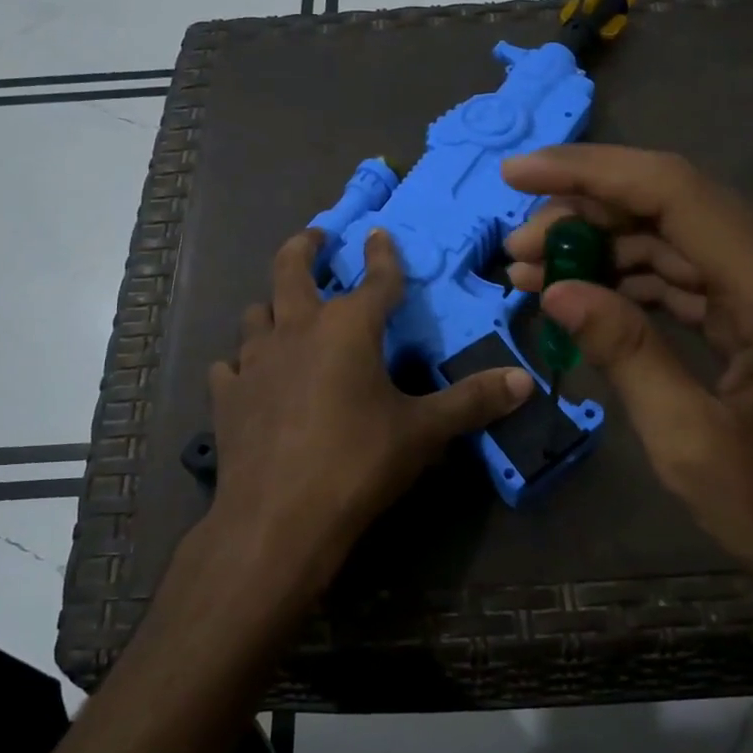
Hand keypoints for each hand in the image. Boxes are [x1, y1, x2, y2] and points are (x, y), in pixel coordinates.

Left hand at [200, 226, 533, 614]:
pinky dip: (241, 363)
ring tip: (283, 310)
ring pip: (256, 313)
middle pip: (291, 269)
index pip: (375, 279)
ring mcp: (254, 361)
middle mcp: (296, 330)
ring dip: (272, 305)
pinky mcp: (226, 396)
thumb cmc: (358, 463)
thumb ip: (473, 401)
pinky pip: (230, 366)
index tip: (378, 233)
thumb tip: (525, 381)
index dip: (382, 255)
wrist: (278, 519)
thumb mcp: (424, 432)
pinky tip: (248, 376)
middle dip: (306, 247)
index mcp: (347, 328)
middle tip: (316, 237)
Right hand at [502, 145, 752, 619]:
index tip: (517, 172)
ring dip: (605, 248)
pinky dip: (636, 282)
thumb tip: (557, 289)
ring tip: (532, 271)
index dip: (588, 173)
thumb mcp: (687, 441)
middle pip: (673, 206)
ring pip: (678, 240)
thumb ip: (624, 351)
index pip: (673, 192)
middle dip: (587, 214)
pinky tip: (585, 294)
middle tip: (516, 246)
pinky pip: (694, 278)